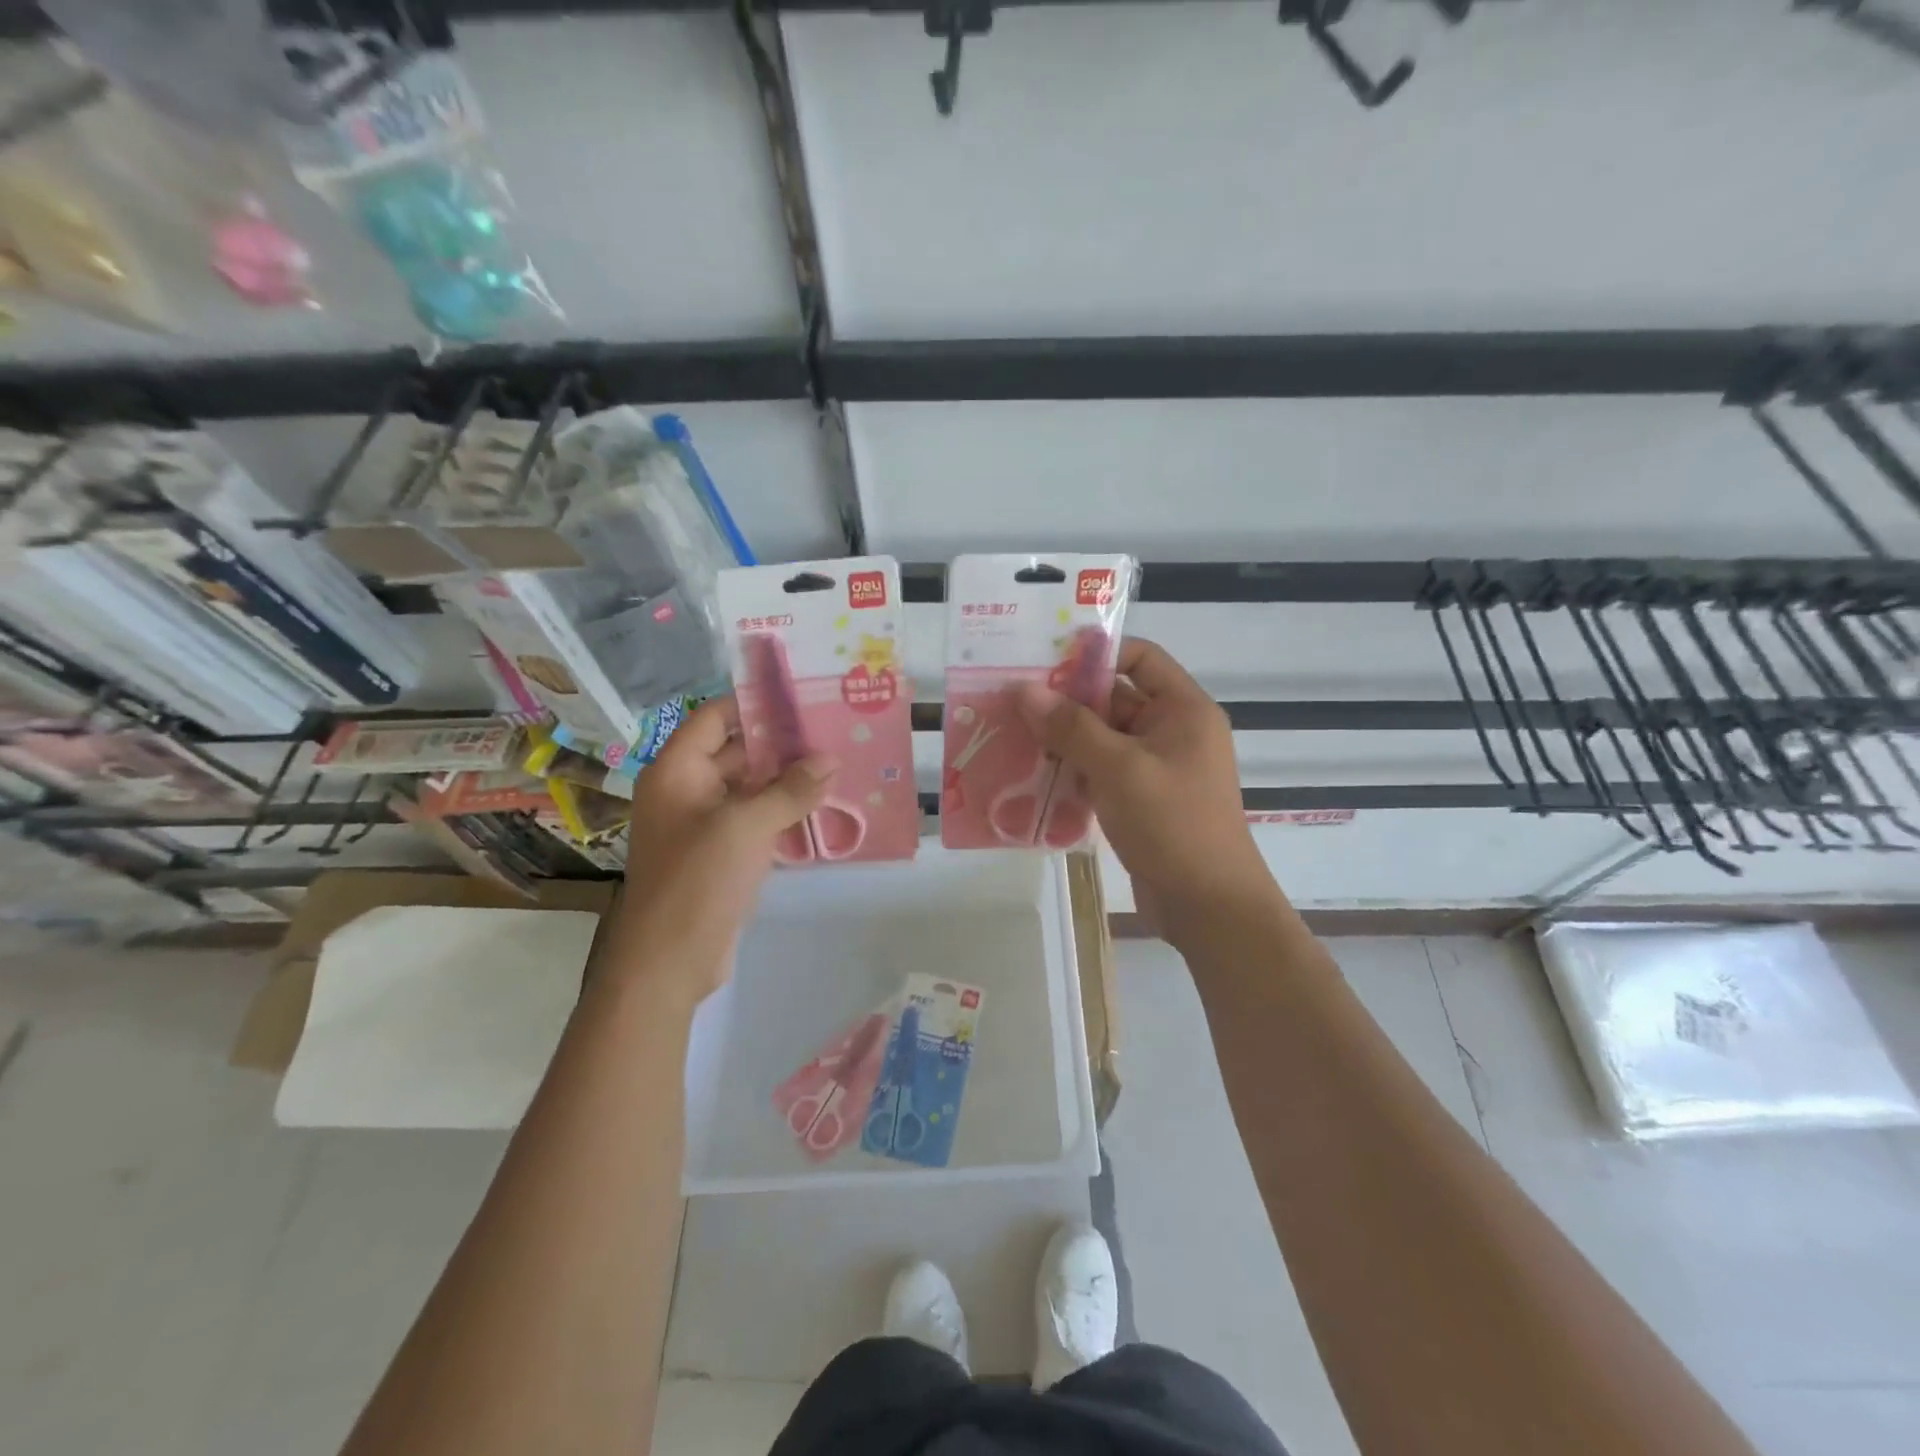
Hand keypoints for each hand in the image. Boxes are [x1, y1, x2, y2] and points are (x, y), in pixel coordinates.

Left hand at [607, 697, 835, 1005]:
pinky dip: (785, 811)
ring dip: (788, 779)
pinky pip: (756, 819)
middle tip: (833, 732)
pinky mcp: (722, 854)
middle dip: (783, 744)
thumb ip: (790, 789)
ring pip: (751, 788)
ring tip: (838, 764)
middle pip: (737, 751)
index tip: (803, 698)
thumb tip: (830, 760)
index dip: (755, 705)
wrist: (668, 963)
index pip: (715, 717)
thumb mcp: (746, 826)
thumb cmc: (697, 881)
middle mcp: (688, 790)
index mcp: (678, 771)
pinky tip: (823, 806)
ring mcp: (705, 824)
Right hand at [1013, 638, 1275, 939]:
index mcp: (1183, 709)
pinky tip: (1033, 776)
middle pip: (1115, 698)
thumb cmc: (1172, 824)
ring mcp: (1157, 768)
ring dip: (1064, 740)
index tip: (1044, 662)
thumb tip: (1025, 689)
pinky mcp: (1143, 800)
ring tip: (1013, 737)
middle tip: (1013, 702)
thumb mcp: (1119, 768)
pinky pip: (1103, 772)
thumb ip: (1071, 726)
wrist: (1208, 905)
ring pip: (1103, 738)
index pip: (1140, 657)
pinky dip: (1073, 771)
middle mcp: (1172, 731)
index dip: (1095, 655)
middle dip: (1066, 701)